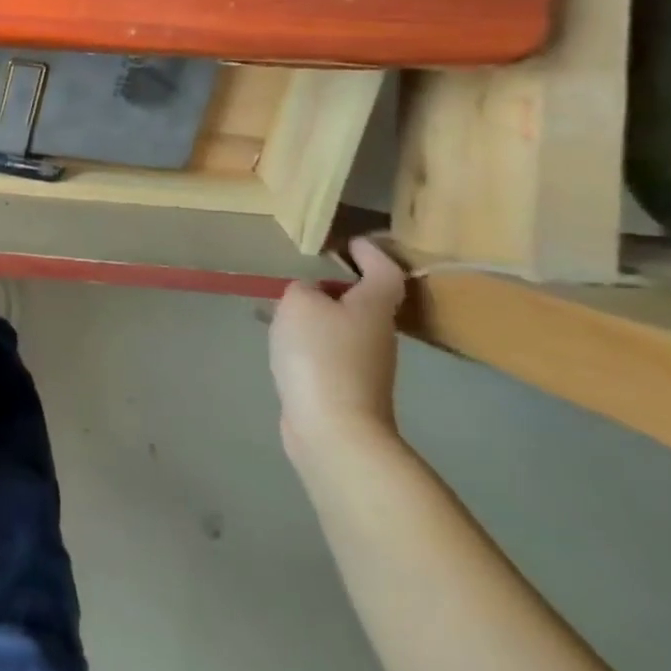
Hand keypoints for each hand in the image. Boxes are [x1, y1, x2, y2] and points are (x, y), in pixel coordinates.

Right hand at [267, 237, 406, 468]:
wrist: (334, 428)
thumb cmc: (320, 354)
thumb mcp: (299, 304)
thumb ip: (302, 289)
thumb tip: (308, 295)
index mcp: (374, 305)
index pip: (384, 269)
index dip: (371, 252)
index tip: (351, 241)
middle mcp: (379, 332)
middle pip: (365, 300)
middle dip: (339, 285)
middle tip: (306, 274)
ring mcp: (366, 364)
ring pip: (344, 326)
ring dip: (322, 315)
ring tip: (286, 308)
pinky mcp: (347, 387)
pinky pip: (330, 352)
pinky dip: (312, 341)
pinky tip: (286, 344)